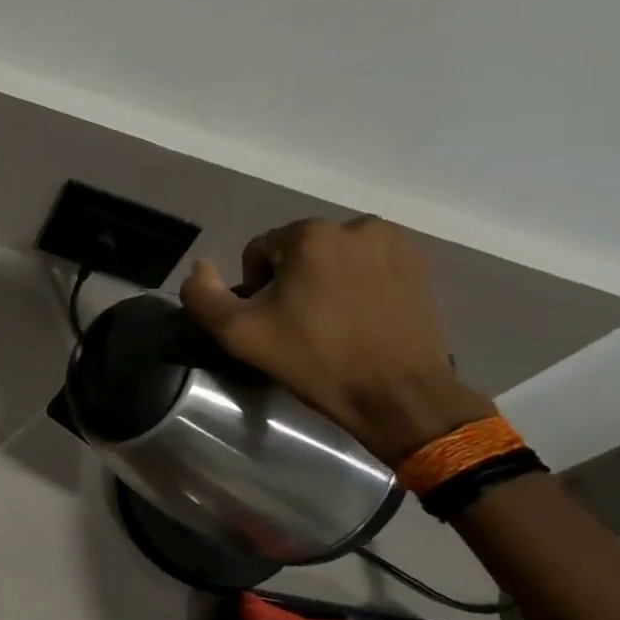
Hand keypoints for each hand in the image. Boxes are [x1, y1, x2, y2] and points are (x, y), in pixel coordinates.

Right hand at [180, 218, 495, 465]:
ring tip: (332, 321)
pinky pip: (370, 264)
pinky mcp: (420, 264)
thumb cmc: (315, 360)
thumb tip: (199, 267)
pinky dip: (359, 283)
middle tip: (299, 324)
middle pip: (300, 250)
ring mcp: (394, 242)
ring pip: (336, 256)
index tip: (270, 322)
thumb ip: (203, 296)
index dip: (255, 288)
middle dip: (292, 281)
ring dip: (326, 279)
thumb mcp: (239, 334)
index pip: (259, 250)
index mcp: (310, 234)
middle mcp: (355, 226)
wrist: (398, 394)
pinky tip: (361, 317)